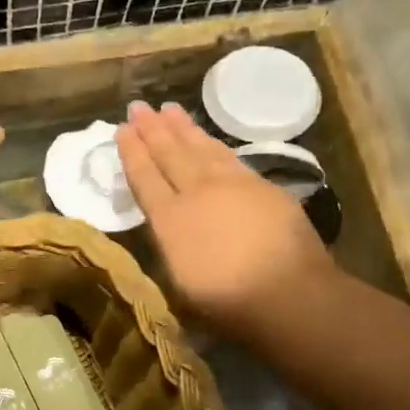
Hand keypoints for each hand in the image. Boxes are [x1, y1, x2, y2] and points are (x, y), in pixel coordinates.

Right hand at [115, 101, 335, 338]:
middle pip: (169, 154)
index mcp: (169, 220)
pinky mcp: (261, 186)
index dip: (132, 152)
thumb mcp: (179, 284)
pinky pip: (228, 156)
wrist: (287, 293)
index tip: (122, 130)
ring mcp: (231, 185)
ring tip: (168, 109)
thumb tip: (166, 227)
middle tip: (139, 106)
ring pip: (200, 147)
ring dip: (182, 127)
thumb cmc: (226, 303)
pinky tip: (207, 138)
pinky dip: (213, 143)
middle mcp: (196, 193)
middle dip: (151, 129)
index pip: (144, 178)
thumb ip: (169, 247)